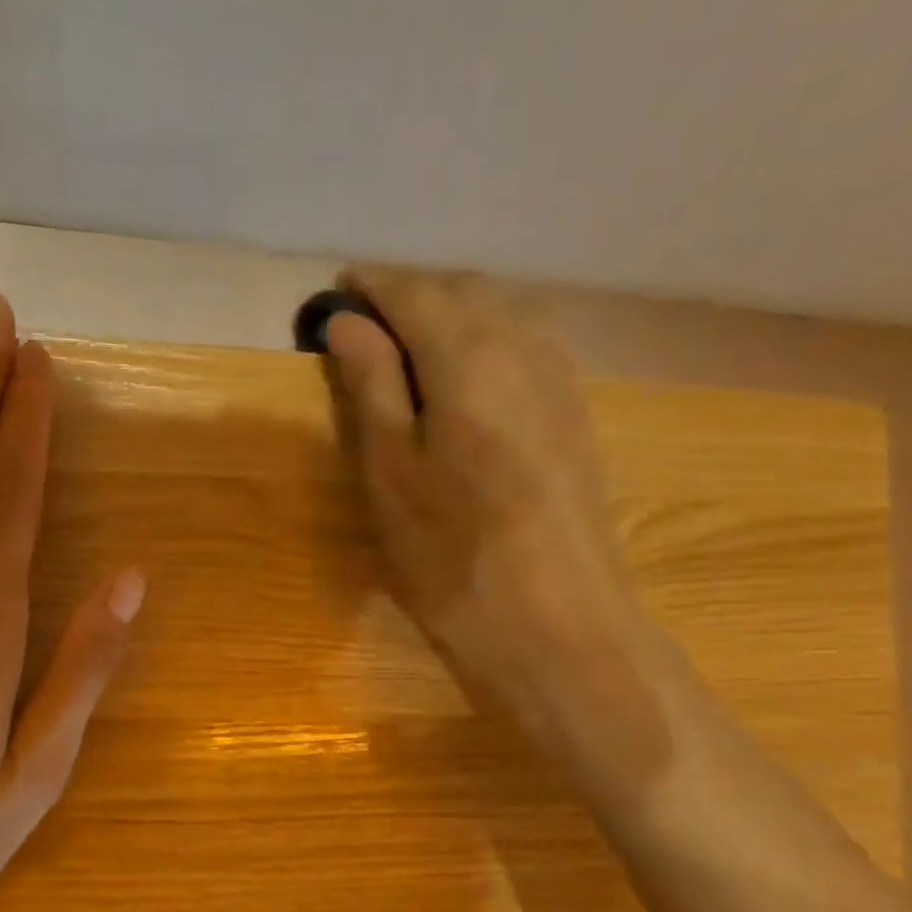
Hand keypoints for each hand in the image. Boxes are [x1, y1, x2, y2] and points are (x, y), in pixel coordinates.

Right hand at [323, 267, 677, 795]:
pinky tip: (465, 379)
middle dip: (409, 297)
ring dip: (449, 316)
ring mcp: (561, 376)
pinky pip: (526, 344)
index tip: (334, 296)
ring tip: (407, 352)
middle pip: (461, 291)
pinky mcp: (577, 409)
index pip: (413, 292)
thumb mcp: (392, 473)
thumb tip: (346, 320)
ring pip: (500, 313)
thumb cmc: (455, 558)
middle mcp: (525, 345)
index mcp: (470, 355)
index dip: (370, 287)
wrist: (559, 624)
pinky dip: (485, 341)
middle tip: (363, 331)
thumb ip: (371, 385)